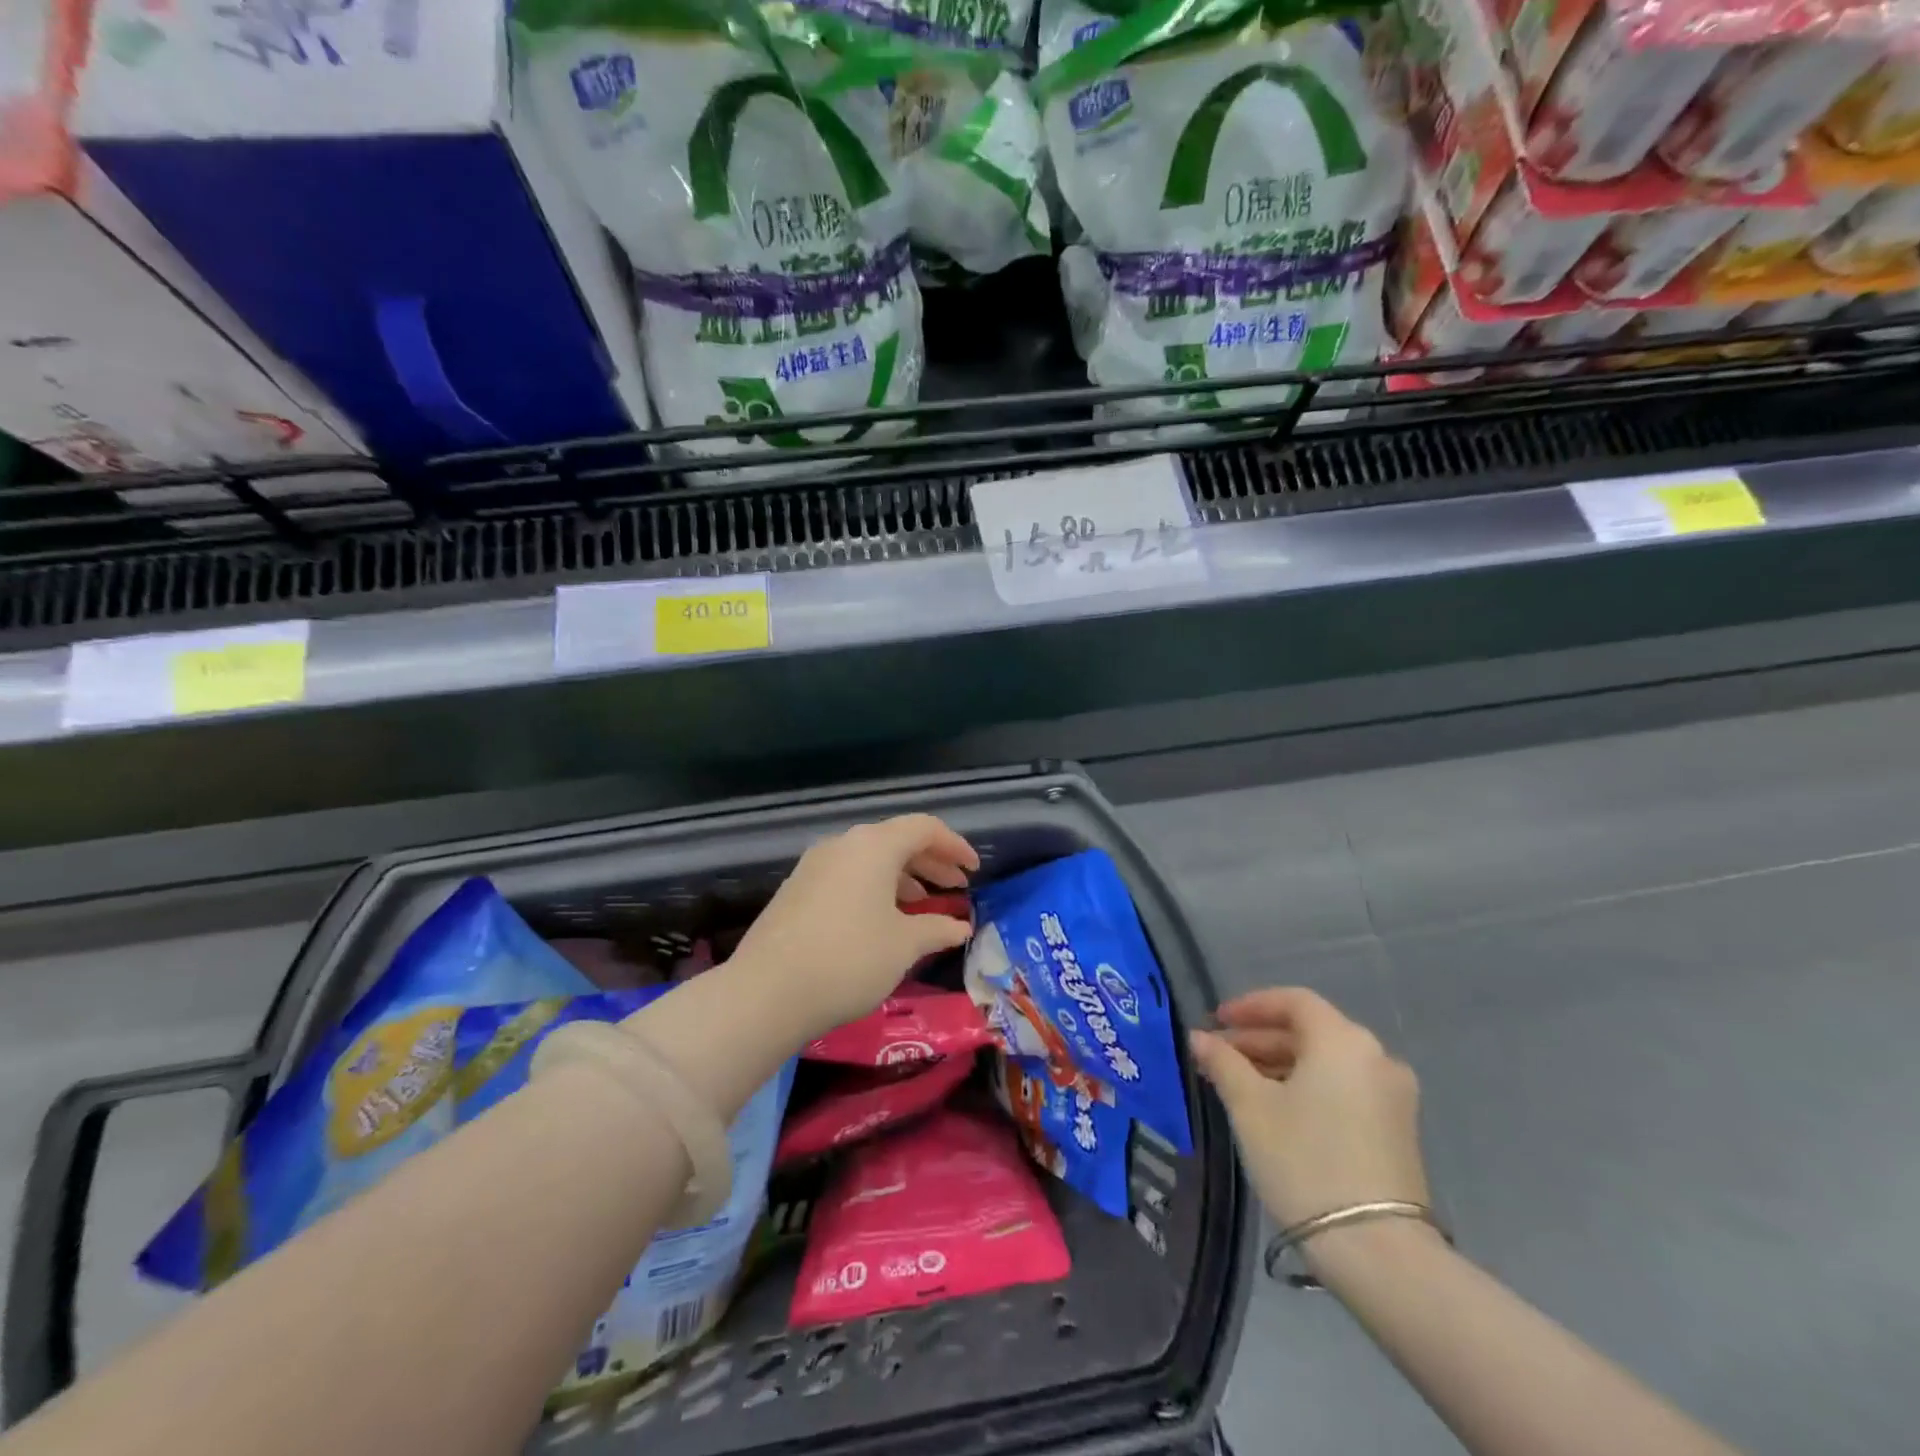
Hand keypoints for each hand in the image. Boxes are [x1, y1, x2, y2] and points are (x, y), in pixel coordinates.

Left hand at [731, 815, 978, 1038]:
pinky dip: (875, 889)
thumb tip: (961, 926)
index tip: (974, 871)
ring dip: (904, 878)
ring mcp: (815, 865)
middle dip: (932, 863)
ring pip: (871, 860)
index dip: (955, 847)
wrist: (767, 991)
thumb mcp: (903, 945)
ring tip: (925, 907)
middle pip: (897, 841)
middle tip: (957, 889)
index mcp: (874, 845)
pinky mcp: (798, 889)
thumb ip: (937, 929)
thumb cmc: (849, 959)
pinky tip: (884, 920)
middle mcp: (843, 844)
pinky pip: (848, 876)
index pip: (925, 828)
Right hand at [1189, 988, 1427, 1233]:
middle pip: (1310, 1031)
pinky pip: (1344, 1088)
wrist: (1378, 1251)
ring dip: (1281, 1065)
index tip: (1216, 1021)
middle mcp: (1376, 1057)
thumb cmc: (1305, 1161)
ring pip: (1326, 1062)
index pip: (1293, 1001)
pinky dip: (1308, 1087)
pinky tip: (1276, 1110)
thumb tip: (1199, 1037)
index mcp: (1343, 1040)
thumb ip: (1223, 1063)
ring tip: (1239, 1085)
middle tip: (1219, 1056)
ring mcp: (1393, 1096)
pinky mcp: (1398, 1130)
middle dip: (1260, 1039)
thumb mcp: (1251, 1106)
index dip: (1250, 1006)